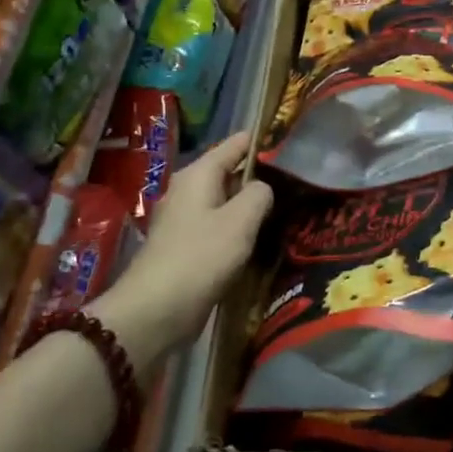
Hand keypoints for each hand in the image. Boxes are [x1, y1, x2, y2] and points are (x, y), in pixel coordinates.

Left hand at [89, 133, 272, 368]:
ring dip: (249, 205)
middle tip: (295, 179)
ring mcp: (184, 221)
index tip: (290, 141)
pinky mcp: (185, 247)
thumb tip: (262, 188)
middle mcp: (187, 191)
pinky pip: (218, 227)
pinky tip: (258, 239)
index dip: (260, 141)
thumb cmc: (201, 256)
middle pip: (228, 173)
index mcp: (198, 176)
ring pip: (224, 202)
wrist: (156, 310)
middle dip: (258, 175)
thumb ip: (259, 195)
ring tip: (285, 207)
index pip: (233, 145)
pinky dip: (237, 229)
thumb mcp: (240, 220)